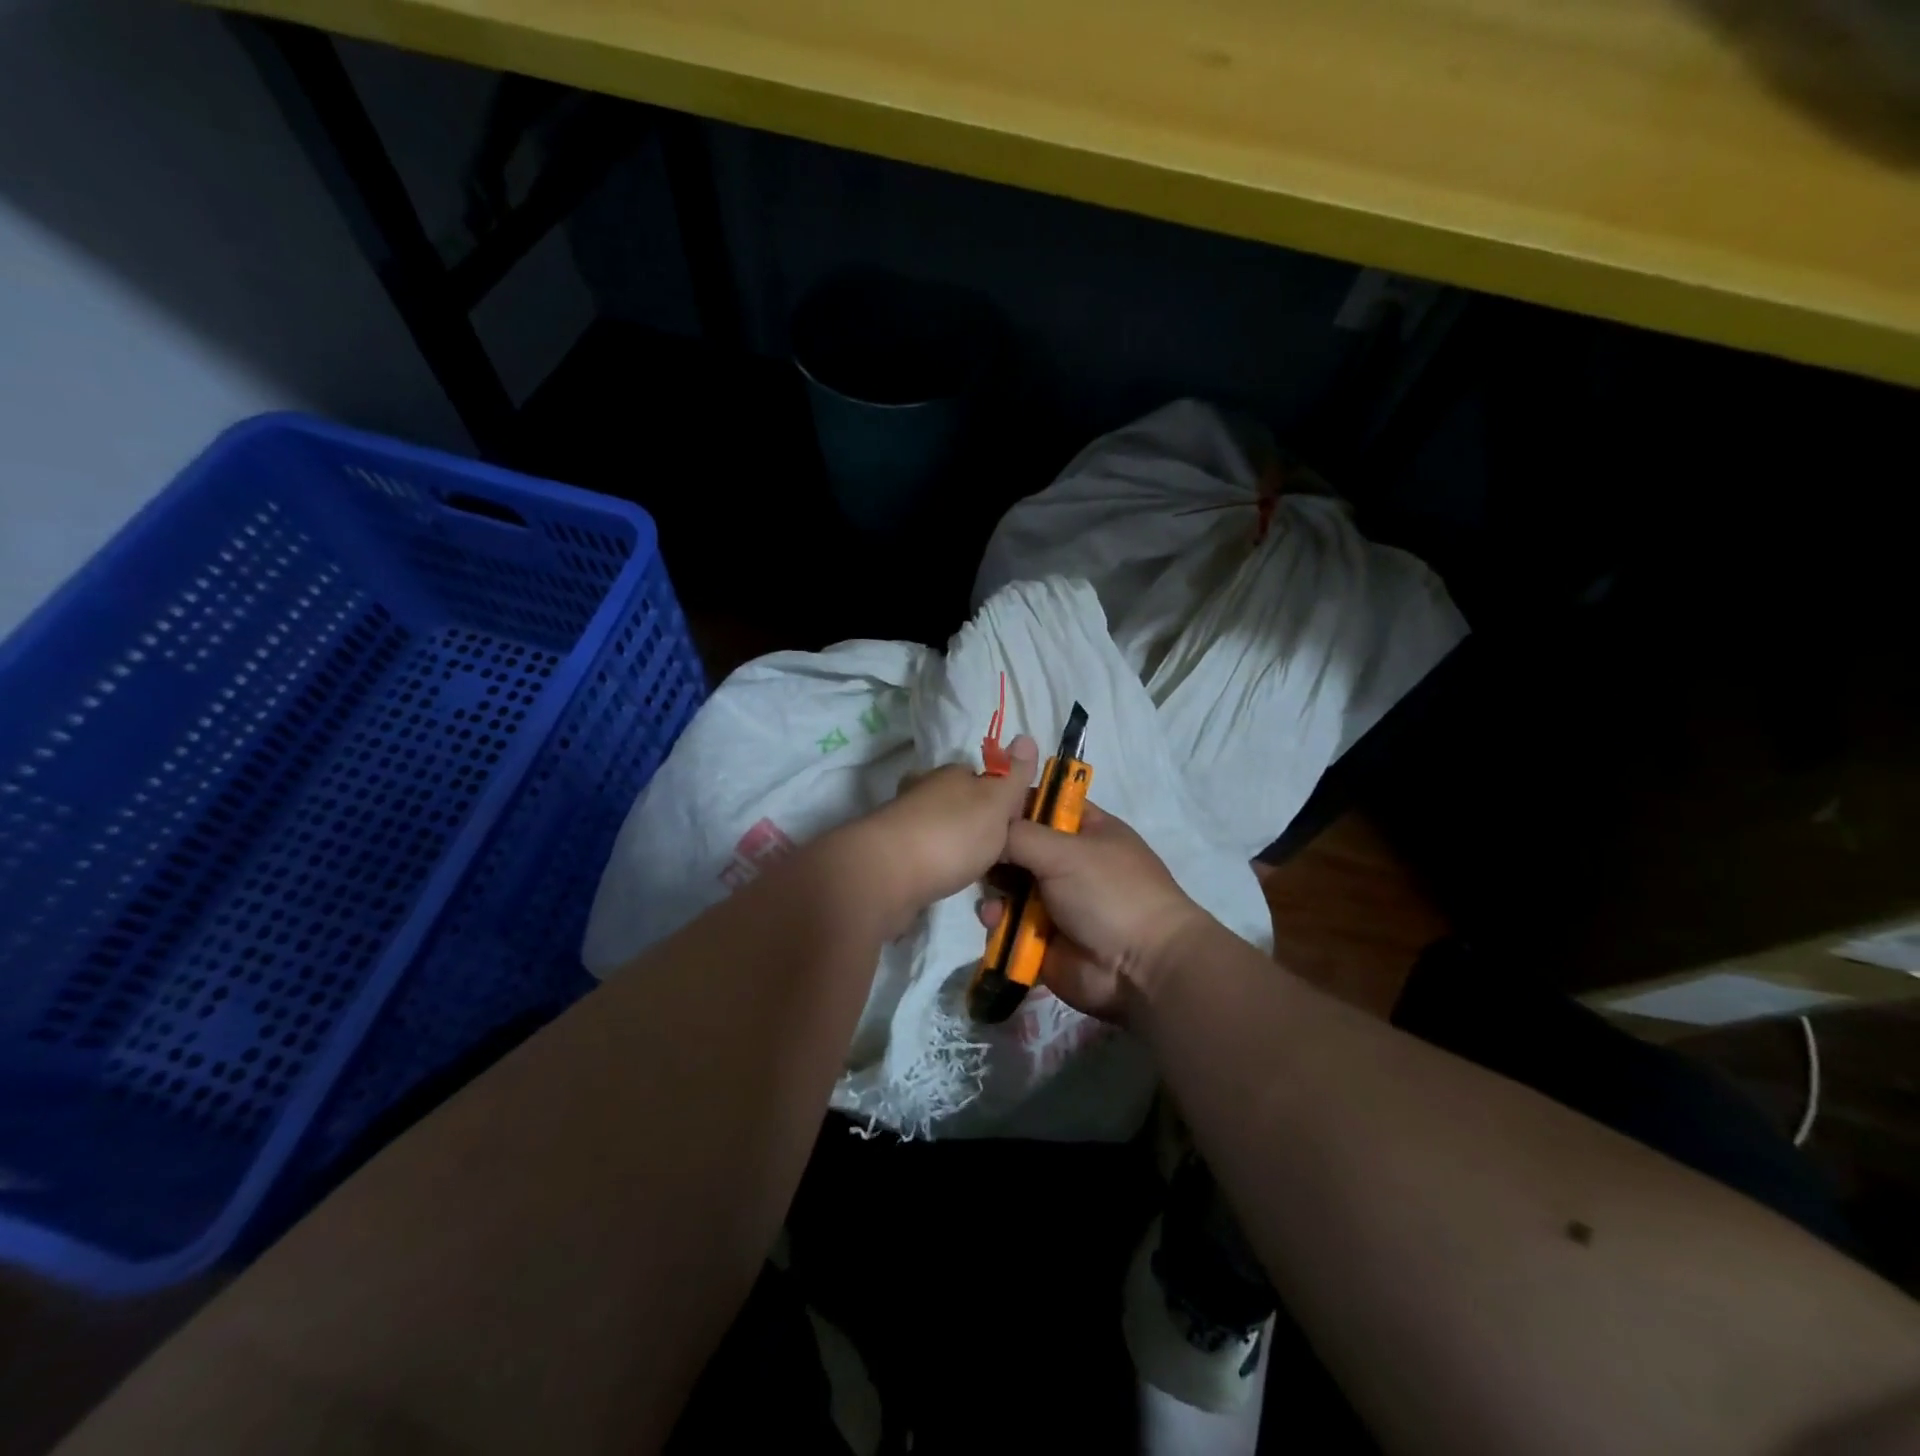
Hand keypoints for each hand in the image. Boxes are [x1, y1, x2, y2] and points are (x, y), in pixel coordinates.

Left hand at [856, 736, 1039, 930]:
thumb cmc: (951, 834)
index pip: (981, 776)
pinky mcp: (889, 853)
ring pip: (936, 825)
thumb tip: (1026, 735)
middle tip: (994, 849)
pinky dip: (932, 862)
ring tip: (971, 866)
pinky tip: (942, 877)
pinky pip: (920, 852)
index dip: (999, 797)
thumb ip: (1012, 774)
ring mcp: (902, 821)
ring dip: (950, 841)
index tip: (1013, 824)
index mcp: (951, 774)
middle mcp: (923, 790)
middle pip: (956, 800)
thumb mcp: (995, 801)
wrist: (886, 874)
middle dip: (972, 819)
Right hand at [976, 802, 1209, 1021]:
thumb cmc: (1109, 893)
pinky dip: (997, 921)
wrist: (1140, 969)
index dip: (1012, 804)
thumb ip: (1018, 835)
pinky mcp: (1040, 936)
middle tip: (978, 857)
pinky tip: (995, 922)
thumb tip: (986, 833)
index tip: (980, 807)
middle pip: (1017, 846)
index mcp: (1085, 830)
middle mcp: (1068, 862)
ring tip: (993, 898)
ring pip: (1007, 885)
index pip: (1042, 804)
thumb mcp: (1065, 851)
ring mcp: (1054, 901)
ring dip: (994, 889)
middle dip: (996, 852)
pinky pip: (1006, 922)